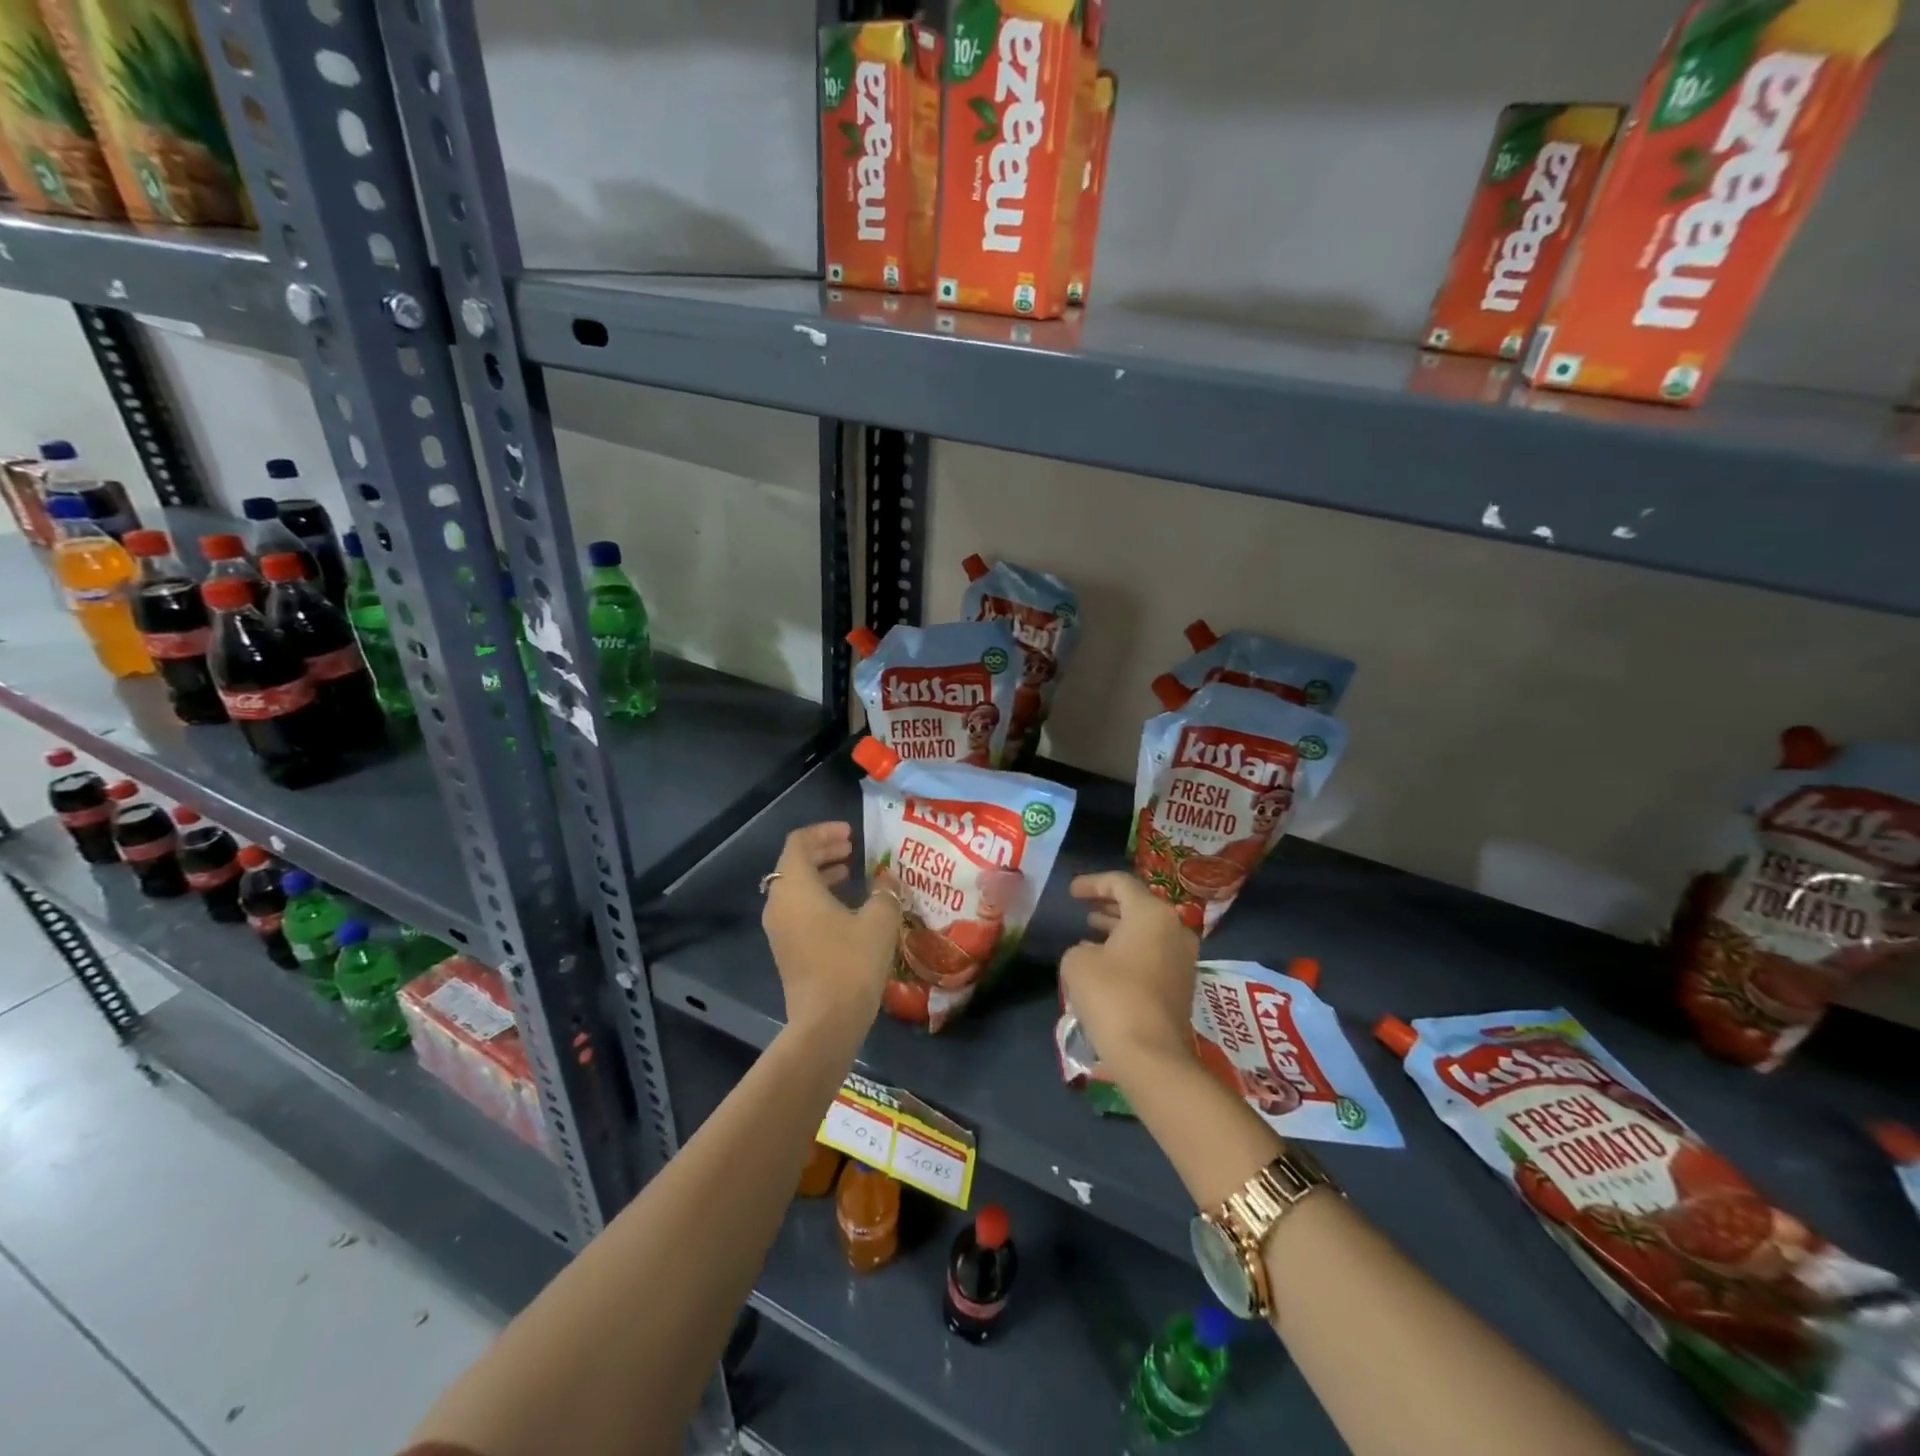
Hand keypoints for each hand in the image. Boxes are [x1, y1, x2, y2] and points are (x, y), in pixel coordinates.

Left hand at [761, 822, 902, 1039]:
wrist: (826, 1022)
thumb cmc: (851, 962)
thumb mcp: (879, 920)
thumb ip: (885, 891)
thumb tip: (886, 878)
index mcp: (796, 886)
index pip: (799, 842)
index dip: (824, 832)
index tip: (851, 834)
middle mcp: (779, 902)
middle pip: (794, 863)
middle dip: (823, 851)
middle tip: (852, 848)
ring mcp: (778, 928)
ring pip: (795, 887)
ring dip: (820, 875)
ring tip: (850, 874)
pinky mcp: (786, 948)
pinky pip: (797, 909)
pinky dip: (817, 897)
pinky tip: (846, 908)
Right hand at [1059, 872, 1200, 1079]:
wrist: (1150, 1053)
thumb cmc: (1111, 996)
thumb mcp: (1077, 962)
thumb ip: (1080, 947)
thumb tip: (1092, 953)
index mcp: (1152, 913)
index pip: (1120, 883)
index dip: (1092, 883)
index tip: (1071, 892)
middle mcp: (1174, 929)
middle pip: (1139, 905)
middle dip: (1108, 905)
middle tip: (1083, 909)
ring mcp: (1184, 958)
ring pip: (1147, 931)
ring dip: (1118, 929)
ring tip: (1090, 933)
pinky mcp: (1183, 984)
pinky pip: (1154, 954)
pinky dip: (1130, 950)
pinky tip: (1106, 962)